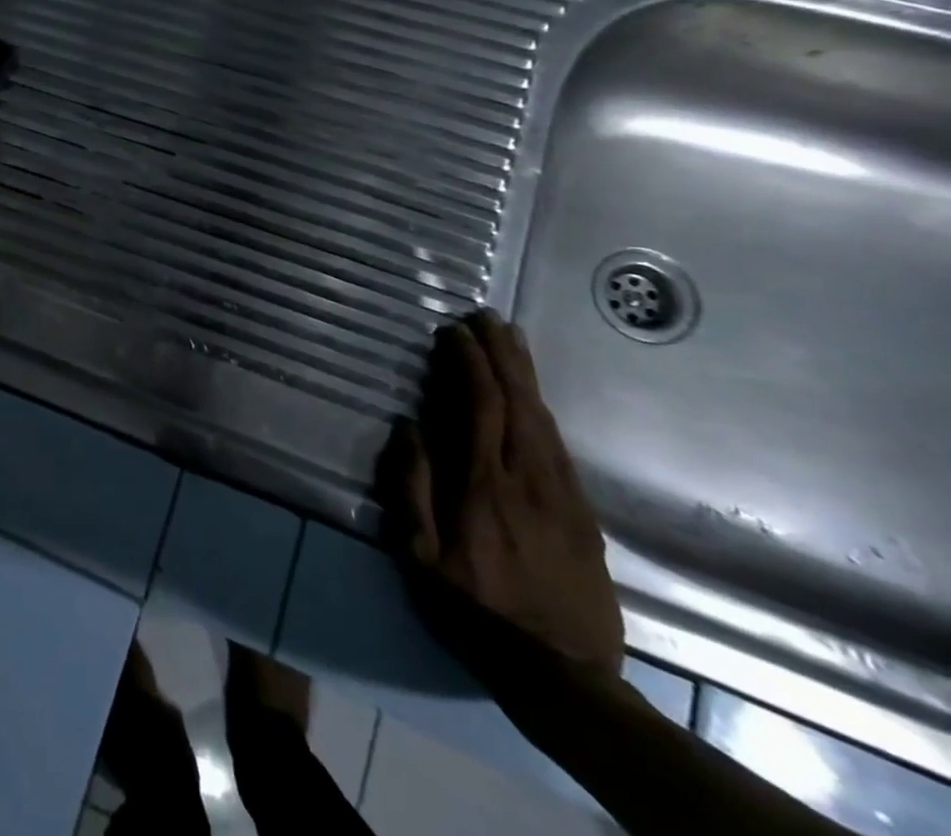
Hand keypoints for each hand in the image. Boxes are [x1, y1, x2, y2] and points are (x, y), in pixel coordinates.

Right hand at [385, 310, 622, 677]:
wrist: (565, 676)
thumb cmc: (476, 612)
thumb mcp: (420, 557)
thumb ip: (412, 488)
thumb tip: (409, 426)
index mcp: (484, 486)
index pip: (479, 406)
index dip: (469, 363)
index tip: (454, 332)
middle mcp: (529, 480)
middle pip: (519, 402)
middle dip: (501, 355)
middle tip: (487, 317)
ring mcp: (564, 496)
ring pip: (545, 419)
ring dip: (525, 375)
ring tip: (511, 341)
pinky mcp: (584, 514)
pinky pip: (561, 447)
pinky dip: (543, 410)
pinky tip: (534, 398)